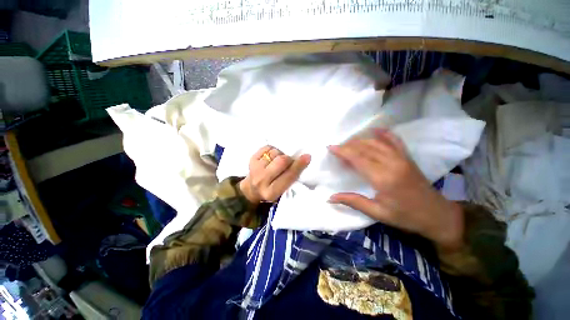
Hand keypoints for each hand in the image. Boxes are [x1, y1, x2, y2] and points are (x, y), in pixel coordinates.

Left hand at [239, 146, 310, 203]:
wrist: (252, 189)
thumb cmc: (272, 190)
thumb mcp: (283, 190)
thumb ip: (291, 177)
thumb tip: (304, 158)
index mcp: (272, 192)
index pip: (289, 176)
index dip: (299, 165)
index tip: (307, 156)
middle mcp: (261, 181)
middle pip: (281, 161)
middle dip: (288, 159)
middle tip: (289, 160)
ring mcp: (255, 169)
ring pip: (274, 153)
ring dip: (280, 154)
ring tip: (278, 160)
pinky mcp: (251, 159)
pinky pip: (267, 148)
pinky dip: (272, 150)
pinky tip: (271, 157)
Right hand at [328, 130, 463, 250]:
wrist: (437, 215)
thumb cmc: (405, 216)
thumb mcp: (377, 213)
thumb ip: (353, 202)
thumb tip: (330, 198)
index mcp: (383, 178)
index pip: (358, 158)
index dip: (342, 151)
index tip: (330, 147)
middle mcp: (392, 163)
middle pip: (365, 148)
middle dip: (348, 145)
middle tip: (336, 147)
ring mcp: (401, 158)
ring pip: (376, 142)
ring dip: (360, 140)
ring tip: (348, 143)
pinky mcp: (407, 157)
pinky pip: (394, 140)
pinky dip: (384, 133)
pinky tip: (375, 130)